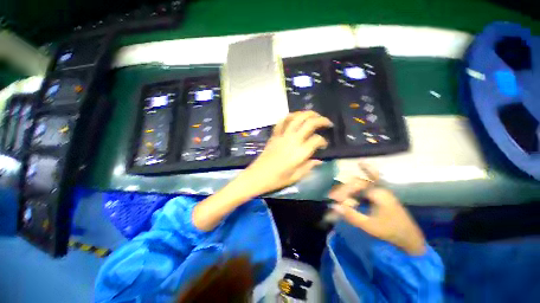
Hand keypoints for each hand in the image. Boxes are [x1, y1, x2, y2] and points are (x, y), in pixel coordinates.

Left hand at [243, 111, 332, 193]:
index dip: (323, 141)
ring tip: (314, 115)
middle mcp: (292, 141)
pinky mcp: (274, 135)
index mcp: (299, 153)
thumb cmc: (277, 180)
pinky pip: (282, 122)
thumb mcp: (296, 177)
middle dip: (321, 120)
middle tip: (327, 122)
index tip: (324, 145)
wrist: (257, 176)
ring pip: (296, 118)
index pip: (317, 140)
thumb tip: (319, 160)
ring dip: (307, 114)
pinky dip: (289, 117)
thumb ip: (309, 167)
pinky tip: (295, 117)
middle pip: (309, 123)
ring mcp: (282, 136)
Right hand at [329, 165, 425, 255]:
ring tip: (341, 194)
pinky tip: (361, 167)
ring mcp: (382, 189)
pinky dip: (367, 172)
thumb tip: (334, 205)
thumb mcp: (369, 225)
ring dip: (351, 186)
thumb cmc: (390, 231)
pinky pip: (373, 179)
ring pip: (362, 182)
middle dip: (344, 189)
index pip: (354, 187)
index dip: (342, 192)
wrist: (410, 237)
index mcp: (378, 193)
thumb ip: (351, 215)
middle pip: (357, 182)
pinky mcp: (383, 193)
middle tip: (335, 197)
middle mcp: (380, 187)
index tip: (334, 199)